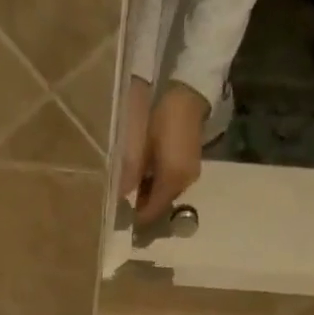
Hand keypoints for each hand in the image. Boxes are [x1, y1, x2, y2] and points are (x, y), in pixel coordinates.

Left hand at [125, 81, 210, 226]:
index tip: (125, 218)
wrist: (189, 96)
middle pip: (162, 204)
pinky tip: (150, 175)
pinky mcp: (192, 168)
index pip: (154, 210)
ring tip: (136, 186)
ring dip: (153, 195)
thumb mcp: (142, 144)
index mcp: (171, 180)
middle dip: (145, 206)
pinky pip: (174, 184)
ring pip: (168, 195)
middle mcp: (184, 183)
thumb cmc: (162, 118)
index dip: (139, 217)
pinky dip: (161, 185)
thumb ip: (132, 173)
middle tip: (127, 201)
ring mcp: (190, 176)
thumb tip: (121, 196)